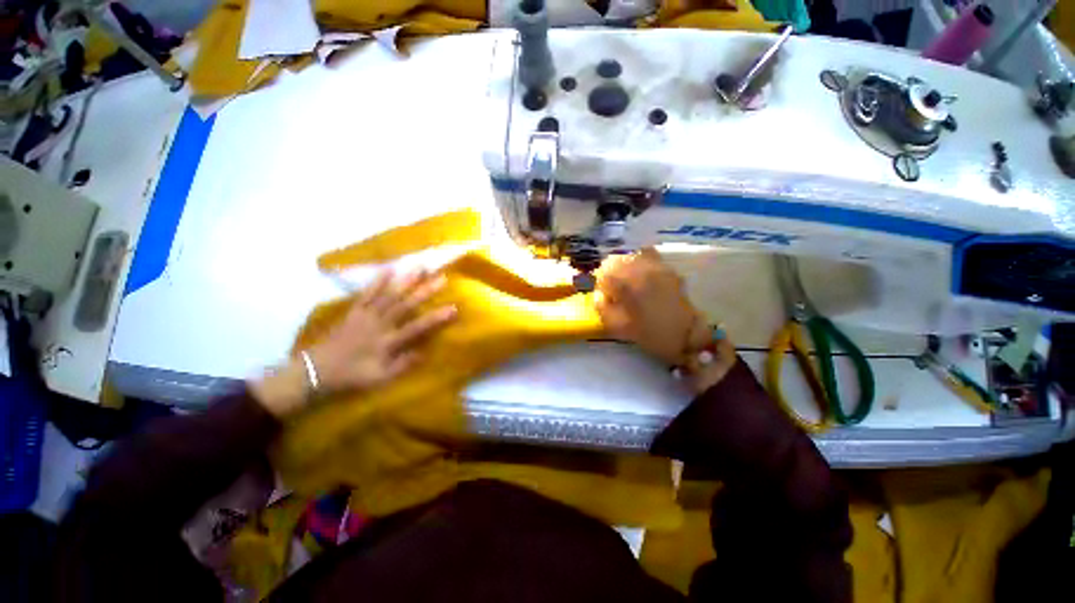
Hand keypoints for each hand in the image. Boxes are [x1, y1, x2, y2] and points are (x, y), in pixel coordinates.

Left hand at [252, 269, 456, 416]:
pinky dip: (378, 280)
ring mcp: (366, 315)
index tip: (454, 308)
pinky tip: (389, 269)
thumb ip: (402, 365)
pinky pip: (367, 293)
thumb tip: (425, 352)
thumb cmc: (351, 376)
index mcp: (387, 342)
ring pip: (389, 295)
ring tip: (421, 267)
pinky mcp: (354, 310)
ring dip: (406, 280)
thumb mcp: (379, 379)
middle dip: (425, 291)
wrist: (315, 371)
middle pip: (406, 305)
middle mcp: (379, 324)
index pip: (417, 328)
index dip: (436, 318)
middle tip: (442, 277)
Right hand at [595, 248, 735, 392]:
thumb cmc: (650, 334)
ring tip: (625, 279)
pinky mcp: (667, 267)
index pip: (603, 273)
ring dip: (623, 265)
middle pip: (616, 259)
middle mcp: (641, 269)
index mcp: (627, 284)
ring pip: (631, 254)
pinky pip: (647, 254)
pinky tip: (640, 274)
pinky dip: (638, 260)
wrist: (687, 335)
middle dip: (609, 272)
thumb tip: (598, 294)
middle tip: (611, 287)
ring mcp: (656, 266)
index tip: (604, 295)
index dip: (600, 284)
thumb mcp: (618, 327)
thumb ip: (602, 308)